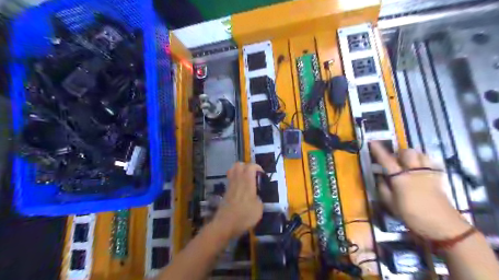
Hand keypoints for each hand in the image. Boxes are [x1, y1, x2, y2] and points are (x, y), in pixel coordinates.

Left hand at [212, 163, 264, 238]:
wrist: (225, 225)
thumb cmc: (244, 216)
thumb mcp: (259, 209)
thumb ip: (259, 199)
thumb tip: (256, 197)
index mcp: (247, 182)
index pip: (251, 166)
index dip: (257, 167)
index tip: (262, 174)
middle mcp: (238, 180)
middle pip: (239, 164)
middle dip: (246, 166)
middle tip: (253, 175)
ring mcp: (230, 185)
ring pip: (232, 170)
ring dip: (239, 171)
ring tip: (245, 179)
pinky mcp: (225, 191)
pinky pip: (230, 179)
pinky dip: (235, 179)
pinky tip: (239, 188)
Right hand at [370, 142, 472, 239]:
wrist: (443, 226)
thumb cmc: (412, 215)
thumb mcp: (391, 204)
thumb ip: (383, 188)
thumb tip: (379, 177)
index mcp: (400, 178)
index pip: (386, 160)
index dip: (378, 150)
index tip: (372, 142)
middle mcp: (414, 171)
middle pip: (408, 152)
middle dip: (399, 152)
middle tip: (394, 159)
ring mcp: (428, 173)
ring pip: (421, 154)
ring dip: (413, 155)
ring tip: (408, 162)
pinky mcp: (438, 178)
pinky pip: (432, 163)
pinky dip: (425, 162)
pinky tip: (421, 168)